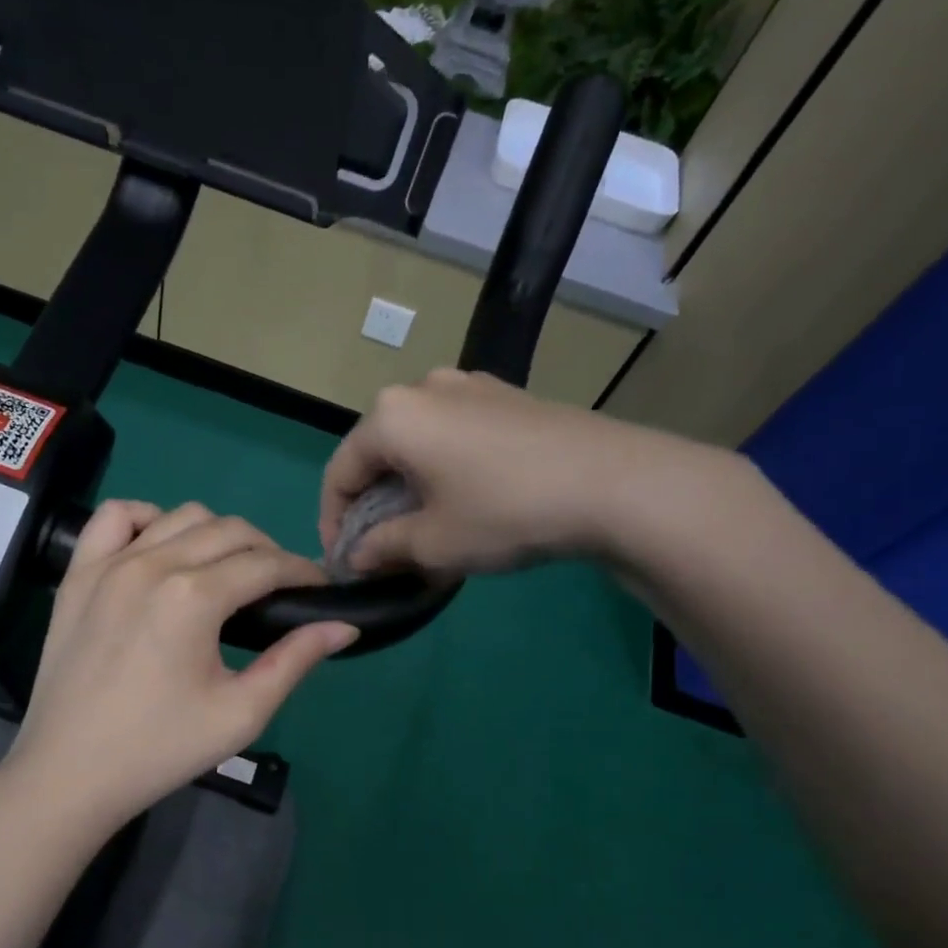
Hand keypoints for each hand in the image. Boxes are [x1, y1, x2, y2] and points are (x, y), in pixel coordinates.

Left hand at [2, 502, 356, 835]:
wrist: (69, 773)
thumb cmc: (160, 749)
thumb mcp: (240, 714)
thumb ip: (294, 661)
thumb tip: (344, 625)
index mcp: (194, 597)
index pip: (266, 563)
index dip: (302, 572)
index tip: (319, 589)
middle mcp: (153, 563)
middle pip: (230, 530)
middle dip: (268, 551)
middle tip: (279, 588)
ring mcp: (109, 563)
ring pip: (181, 516)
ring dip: (216, 534)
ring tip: (226, 571)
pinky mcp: (78, 574)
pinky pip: (115, 517)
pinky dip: (147, 519)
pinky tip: (160, 550)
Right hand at [319, 368, 736, 577]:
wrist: (614, 483)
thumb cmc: (504, 511)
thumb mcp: (433, 543)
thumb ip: (381, 550)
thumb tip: (356, 557)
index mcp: (392, 417)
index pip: (340, 472)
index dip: (333, 521)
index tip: (344, 561)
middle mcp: (423, 388)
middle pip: (377, 453)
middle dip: (373, 505)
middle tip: (383, 549)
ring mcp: (469, 386)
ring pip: (417, 443)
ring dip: (408, 487)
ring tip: (424, 527)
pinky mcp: (506, 396)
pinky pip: (454, 434)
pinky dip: (443, 469)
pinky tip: (465, 499)